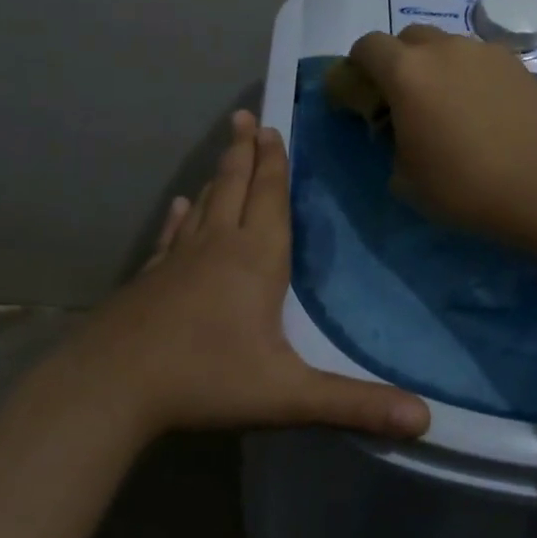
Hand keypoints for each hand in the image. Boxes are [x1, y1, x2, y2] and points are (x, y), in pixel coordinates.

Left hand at [40, 111, 430, 441]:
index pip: (270, 198)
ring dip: (219, 175)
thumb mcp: (289, 395)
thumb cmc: (205, 379)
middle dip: (245, 153)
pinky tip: (179, 206)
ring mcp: (178, 261)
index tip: (271, 127)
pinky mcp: (150, 279)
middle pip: (236, 188)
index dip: (274, 163)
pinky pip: (172, 237)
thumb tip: (425, 419)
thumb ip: (355, 404)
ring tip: (226, 149)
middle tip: (245, 117)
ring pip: (205, 206)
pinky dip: (180, 217)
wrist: (111, 387)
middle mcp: (217, 247)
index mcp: (255, 260)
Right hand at [346, 25, 536, 239]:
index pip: (368, 46)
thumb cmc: (461, 186)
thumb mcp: (404, 177)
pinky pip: (482, 60)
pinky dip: (474, 75)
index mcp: (406, 72)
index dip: (359, 64)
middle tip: (408, 97)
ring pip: (449, 46)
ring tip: (452, 103)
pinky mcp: (517, 64)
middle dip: (401, 60)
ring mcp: (484, 52)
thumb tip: (402, 132)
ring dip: (440, 65)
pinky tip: (486, 108)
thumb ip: (392, 142)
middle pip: (410, 37)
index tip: (364, 89)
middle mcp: (444, 49)